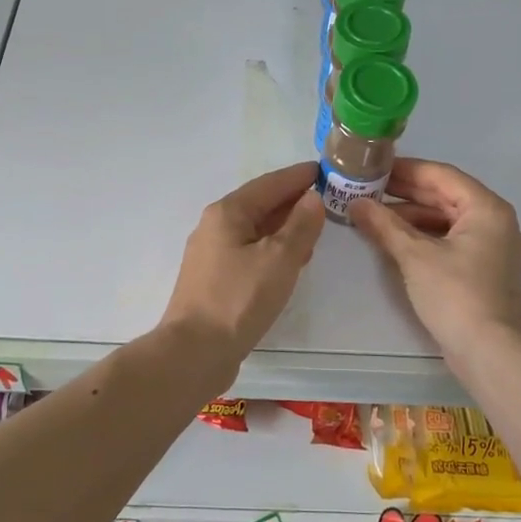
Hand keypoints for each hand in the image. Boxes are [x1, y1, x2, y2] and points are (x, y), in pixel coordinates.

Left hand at [159, 162, 325, 376]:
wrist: (194, 351)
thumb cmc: (239, 299)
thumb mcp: (279, 259)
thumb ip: (300, 226)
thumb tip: (312, 198)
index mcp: (228, 212)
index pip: (270, 183)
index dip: (298, 176)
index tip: (324, 170)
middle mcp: (215, 226)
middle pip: (259, 204)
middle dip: (292, 200)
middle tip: (326, 198)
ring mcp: (211, 254)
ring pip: (254, 229)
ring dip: (283, 225)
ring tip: (314, 228)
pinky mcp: (214, 279)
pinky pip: (249, 250)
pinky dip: (272, 247)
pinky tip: (290, 260)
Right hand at [350, 158, 520, 364]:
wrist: (490, 352)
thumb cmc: (456, 295)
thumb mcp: (415, 256)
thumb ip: (384, 225)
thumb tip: (355, 203)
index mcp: (486, 208)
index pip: (441, 175)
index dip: (405, 169)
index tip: (373, 167)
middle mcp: (495, 221)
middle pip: (445, 195)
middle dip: (405, 193)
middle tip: (367, 189)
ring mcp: (492, 247)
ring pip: (446, 219)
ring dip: (411, 216)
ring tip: (374, 215)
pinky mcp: (484, 269)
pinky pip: (451, 239)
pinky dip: (424, 236)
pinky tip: (395, 240)